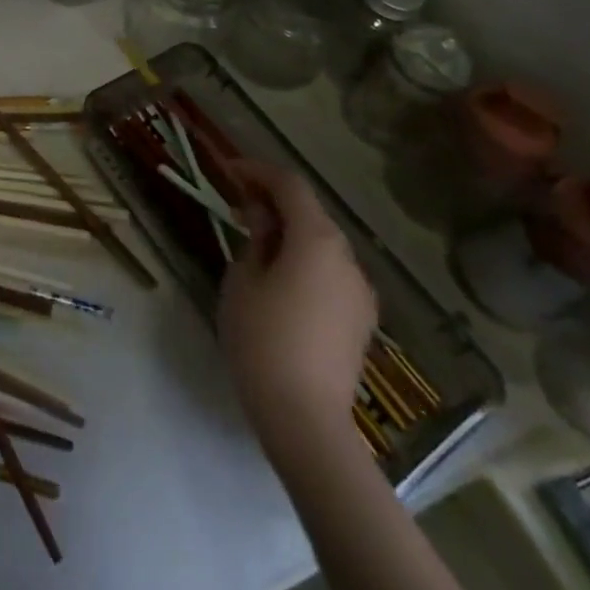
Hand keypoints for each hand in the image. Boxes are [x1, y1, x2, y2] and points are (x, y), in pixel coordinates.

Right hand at [217, 160, 375, 459]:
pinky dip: (305, 260)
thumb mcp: (243, 279)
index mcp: (318, 240)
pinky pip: (330, 272)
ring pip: (322, 243)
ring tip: (255, 241)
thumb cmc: (263, 339)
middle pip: (310, 212)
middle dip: (274, 201)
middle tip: (237, 205)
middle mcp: (347, 258)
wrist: (305, 419)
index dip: (258, 171)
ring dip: (290, 231)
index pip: (289, 185)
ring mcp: (359, 291)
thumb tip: (264, 222)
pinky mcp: (360, 320)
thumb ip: (255, 240)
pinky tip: (280, 277)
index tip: (228, 171)